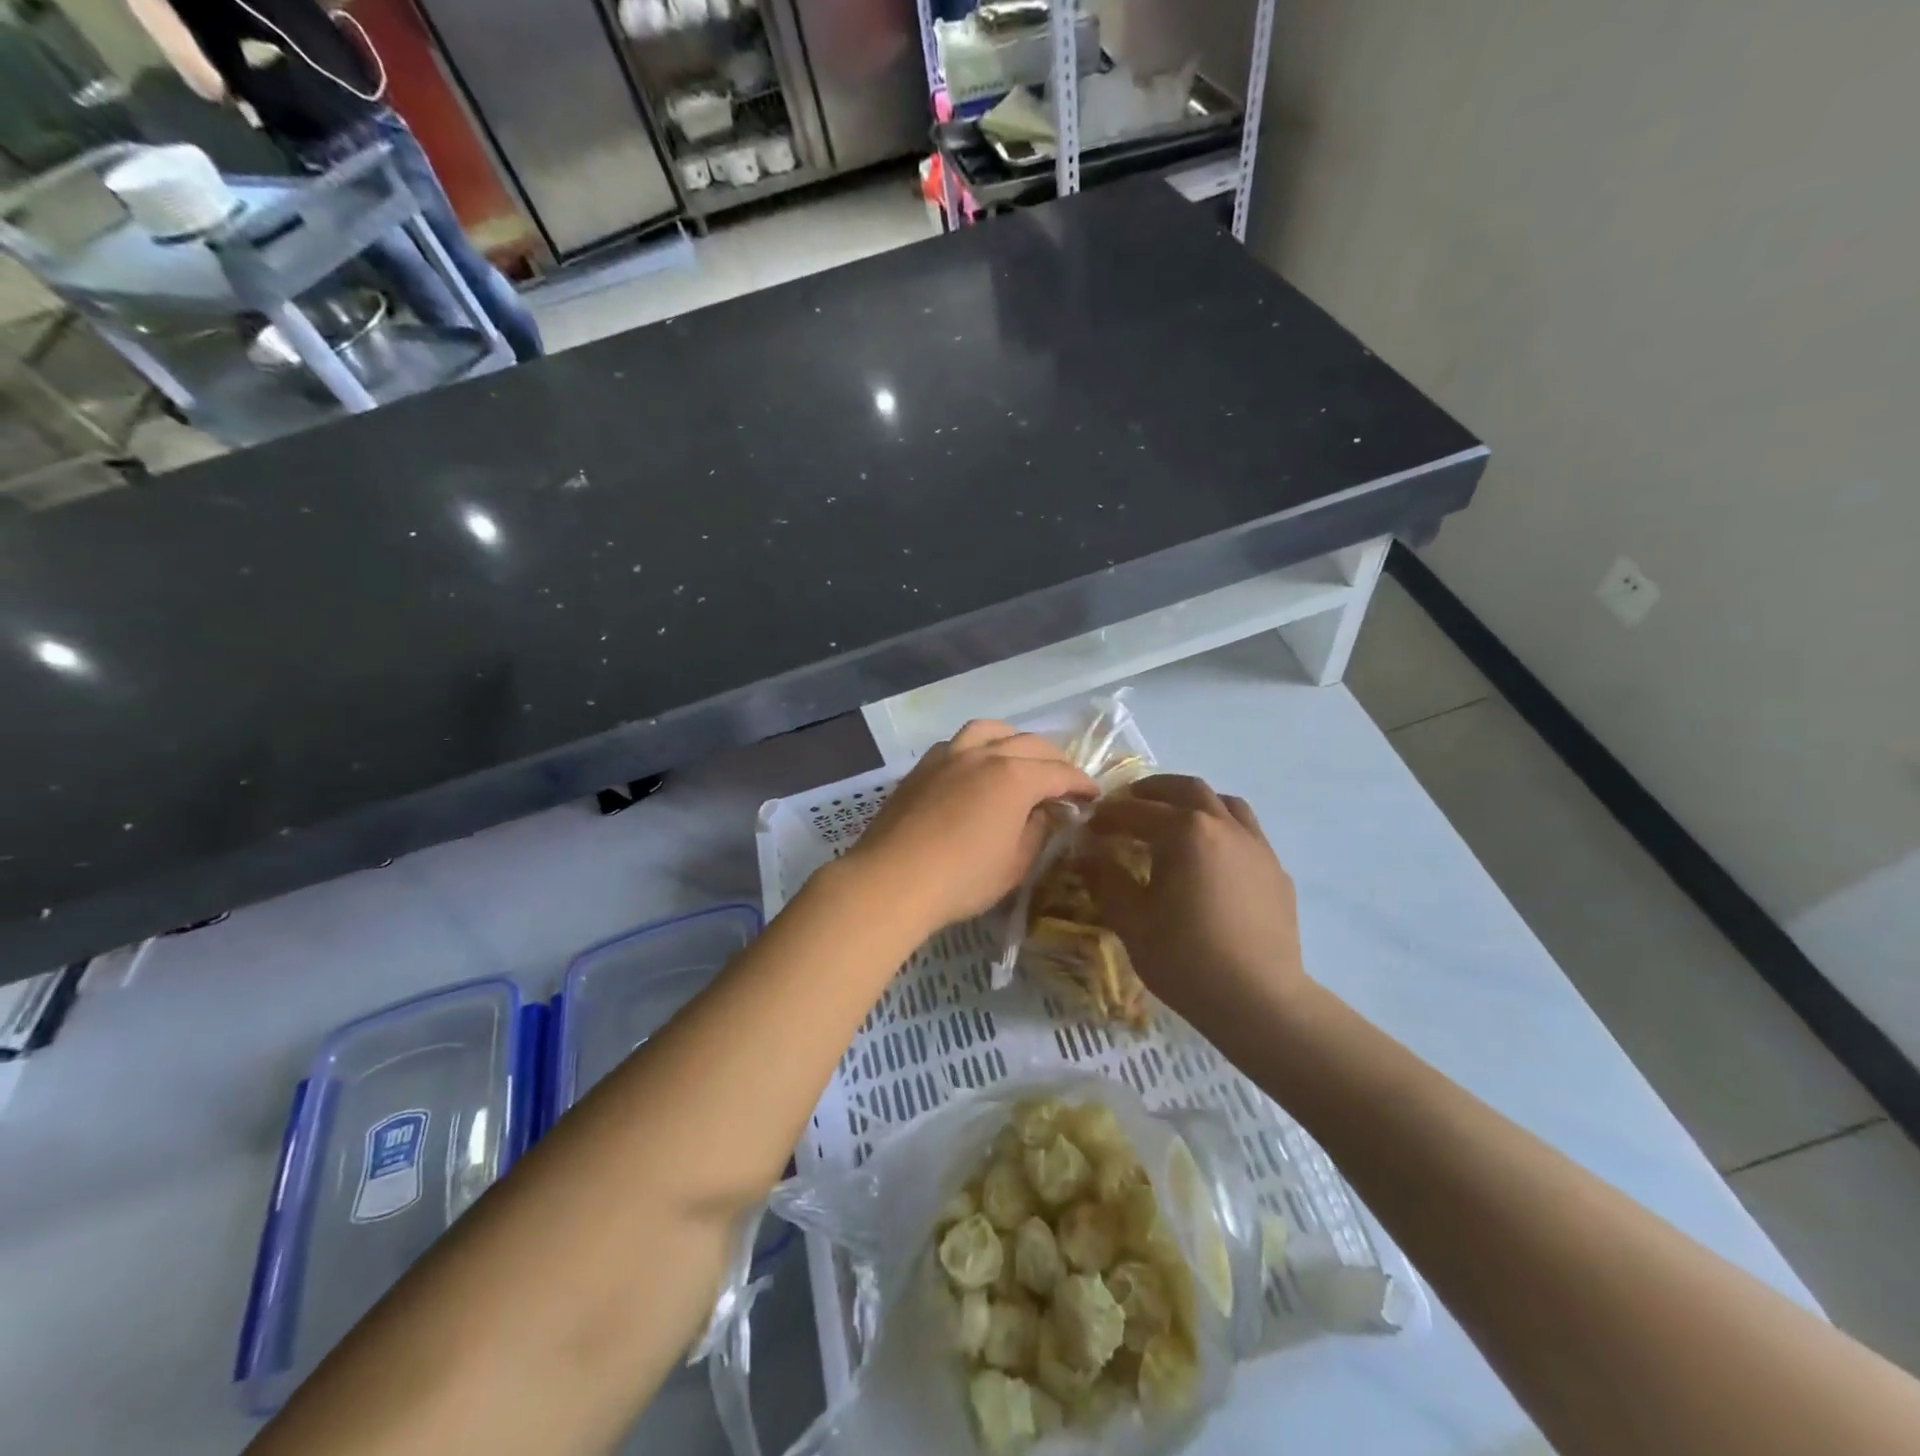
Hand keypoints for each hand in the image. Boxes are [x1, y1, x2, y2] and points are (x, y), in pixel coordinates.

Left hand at [847, 720, 1096, 932]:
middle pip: (1029, 743)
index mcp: (1015, 776)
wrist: (892, 880)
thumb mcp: (1015, 864)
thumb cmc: (962, 879)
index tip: (1094, 795)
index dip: (1081, 783)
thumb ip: (1037, 831)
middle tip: (1063, 781)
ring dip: (1014, 740)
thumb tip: (1046, 812)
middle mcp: (984, 754)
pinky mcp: (923, 766)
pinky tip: (977, 767)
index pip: (1060, 772)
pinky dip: (979, 746)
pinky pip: (959, 742)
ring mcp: (949, 755)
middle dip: (1053, 760)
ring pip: (990, 729)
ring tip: (1020, 759)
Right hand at [1076, 775, 1309, 1039]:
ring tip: (1174, 819)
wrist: (1259, 1000)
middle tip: (1129, 804)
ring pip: (1224, 803)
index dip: (1108, 815)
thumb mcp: (1131, 920)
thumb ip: (1106, 879)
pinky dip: (1221, 829)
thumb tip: (1087, 855)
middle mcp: (1223, 826)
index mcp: (1185, 831)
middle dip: (1153, 791)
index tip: (1089, 826)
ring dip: (1193, 802)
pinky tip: (1211, 858)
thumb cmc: (1186, 958)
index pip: (1137, 811)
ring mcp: (1256, 846)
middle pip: (1186, 789)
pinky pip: (1246, 832)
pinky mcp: (1276, 870)